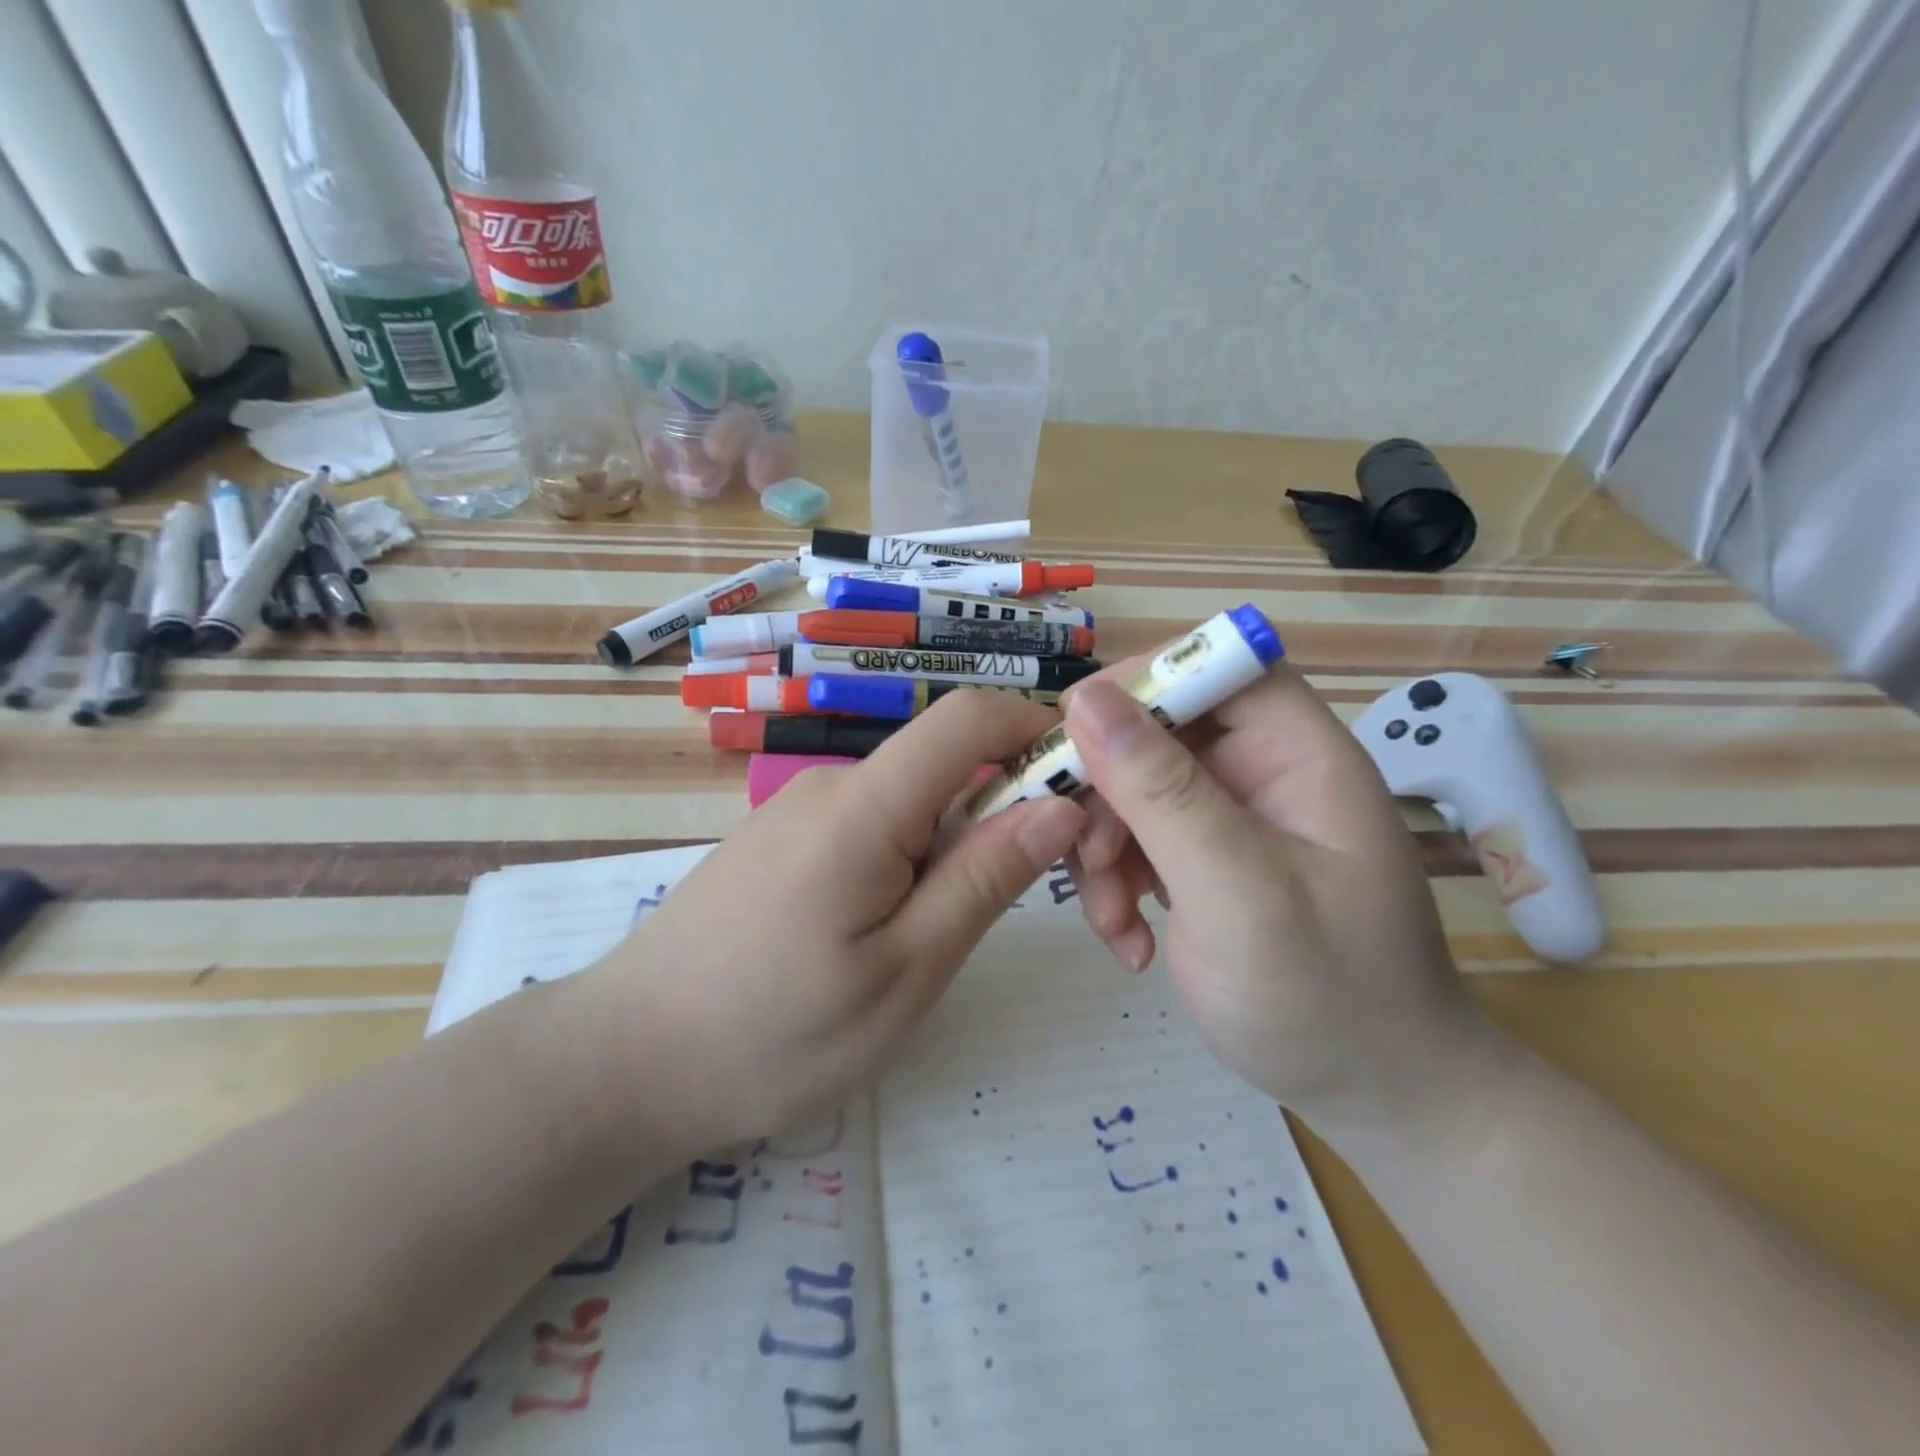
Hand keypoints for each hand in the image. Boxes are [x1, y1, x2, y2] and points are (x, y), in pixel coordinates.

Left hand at [570, 691, 1084, 1162]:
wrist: (623, 1064)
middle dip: (1006, 811)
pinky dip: (910, 862)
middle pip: (945, 764)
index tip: (1085, 790)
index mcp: (865, 805)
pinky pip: (871, 829)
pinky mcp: (783, 844)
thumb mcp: (905, 972)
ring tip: (946, 940)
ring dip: (956, 847)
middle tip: (1033, 899)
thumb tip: (1059, 805)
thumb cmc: (772, 1033)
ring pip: (911, 803)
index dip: (1037, 731)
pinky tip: (889, 936)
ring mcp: (800, 813)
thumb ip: (984, 880)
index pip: (969, 717)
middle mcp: (832, 787)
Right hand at [1062, 663, 1511, 1134]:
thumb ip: (1162, 792)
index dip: (1143, 681)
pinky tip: (1129, 941)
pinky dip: (1114, 884)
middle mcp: (1260, 770)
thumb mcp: (1238, 892)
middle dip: (1107, 792)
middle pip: (1156, 730)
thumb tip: (1086, 698)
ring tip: (1112, 918)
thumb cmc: (1326, 995)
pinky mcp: (1200, 859)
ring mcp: (1228, 817)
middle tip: (1086, 856)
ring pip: (1130, 788)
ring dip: (1102, 848)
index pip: (1216, 665)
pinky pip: (1134, 840)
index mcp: (1296, 753)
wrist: (1371, 1095)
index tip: (1075, 735)